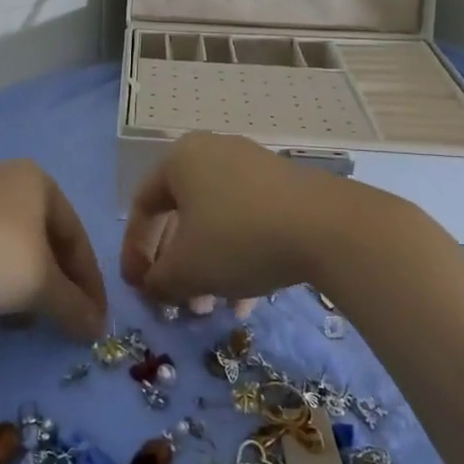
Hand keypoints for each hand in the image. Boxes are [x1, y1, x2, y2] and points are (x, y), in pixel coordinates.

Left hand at [0, 160, 107, 340]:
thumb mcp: (43, 285)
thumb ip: (74, 306)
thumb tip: (96, 328)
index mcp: (38, 181)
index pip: (75, 236)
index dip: (89, 281)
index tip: (93, 318)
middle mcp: (4, 176)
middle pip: (40, 237)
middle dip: (51, 282)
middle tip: (56, 318)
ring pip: (6, 243)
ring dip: (19, 282)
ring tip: (16, 320)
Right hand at [119, 133, 354, 307]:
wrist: (329, 228)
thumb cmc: (238, 238)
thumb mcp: (186, 269)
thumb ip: (158, 280)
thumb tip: (154, 286)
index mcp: (179, 160)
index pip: (143, 207)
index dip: (134, 251)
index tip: (138, 288)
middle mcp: (212, 154)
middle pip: (181, 216)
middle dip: (176, 266)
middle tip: (178, 303)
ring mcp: (252, 168)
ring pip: (216, 223)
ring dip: (207, 269)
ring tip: (212, 309)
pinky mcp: (285, 188)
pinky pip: (247, 222)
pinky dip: (238, 258)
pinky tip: (246, 300)